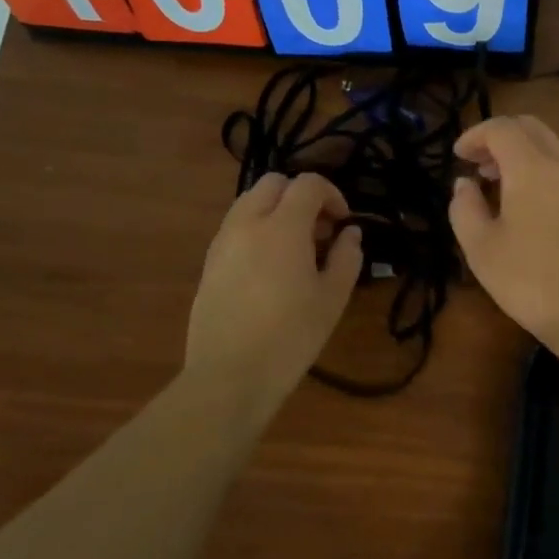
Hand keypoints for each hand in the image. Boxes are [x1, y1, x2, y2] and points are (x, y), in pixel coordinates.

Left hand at [186, 172, 362, 404]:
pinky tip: (270, 268)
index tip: (343, 223)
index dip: (332, 194)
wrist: (229, 375)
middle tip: (319, 230)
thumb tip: (350, 234)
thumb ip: (346, 258)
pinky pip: (235, 228)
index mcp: (283, 227)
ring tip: (295, 249)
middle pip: (273, 183)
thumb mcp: (332, 299)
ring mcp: (222, 242)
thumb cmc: (290, 336)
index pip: (308, 184)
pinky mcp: (208, 263)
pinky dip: (257, 230)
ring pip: (250, 202)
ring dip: (276, 211)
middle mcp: (247, 223)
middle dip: (300, 196)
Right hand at [449, 115, 558, 348]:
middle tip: (477, 163)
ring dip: (521, 154)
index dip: (475, 135)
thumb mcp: (482, 249)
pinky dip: (540, 171)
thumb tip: (464, 184)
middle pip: (531, 128)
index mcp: (531, 167)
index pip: (501, 128)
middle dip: (500, 136)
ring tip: (497, 185)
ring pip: (551, 147)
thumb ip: (464, 208)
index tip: (457, 155)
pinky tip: (528, 207)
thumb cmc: (532, 281)